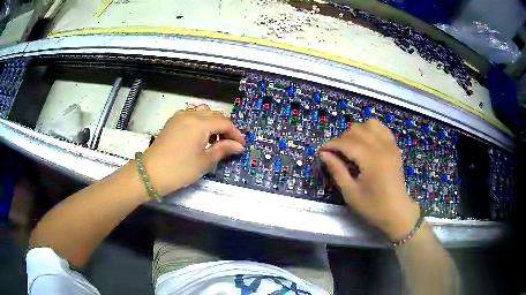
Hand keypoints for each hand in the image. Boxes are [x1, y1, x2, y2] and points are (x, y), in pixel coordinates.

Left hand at [142, 105, 244, 195]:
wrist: (151, 173)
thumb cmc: (180, 169)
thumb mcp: (204, 161)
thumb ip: (223, 149)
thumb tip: (239, 146)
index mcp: (200, 123)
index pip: (224, 123)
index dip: (235, 133)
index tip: (241, 145)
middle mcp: (191, 114)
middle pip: (215, 115)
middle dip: (225, 128)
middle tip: (230, 144)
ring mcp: (180, 116)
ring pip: (203, 113)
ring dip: (213, 123)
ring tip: (214, 140)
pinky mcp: (173, 121)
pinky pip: (192, 115)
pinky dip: (201, 122)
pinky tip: (200, 136)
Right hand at [320, 119, 419, 240]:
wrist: (397, 213)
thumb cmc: (373, 207)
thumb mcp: (350, 193)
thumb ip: (337, 170)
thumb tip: (324, 154)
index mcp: (371, 160)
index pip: (346, 143)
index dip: (331, 145)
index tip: (321, 151)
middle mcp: (382, 147)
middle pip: (357, 130)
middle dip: (342, 139)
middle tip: (336, 155)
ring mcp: (390, 145)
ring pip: (370, 124)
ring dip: (357, 132)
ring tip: (352, 147)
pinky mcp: (394, 148)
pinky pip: (382, 129)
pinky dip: (371, 131)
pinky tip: (366, 143)